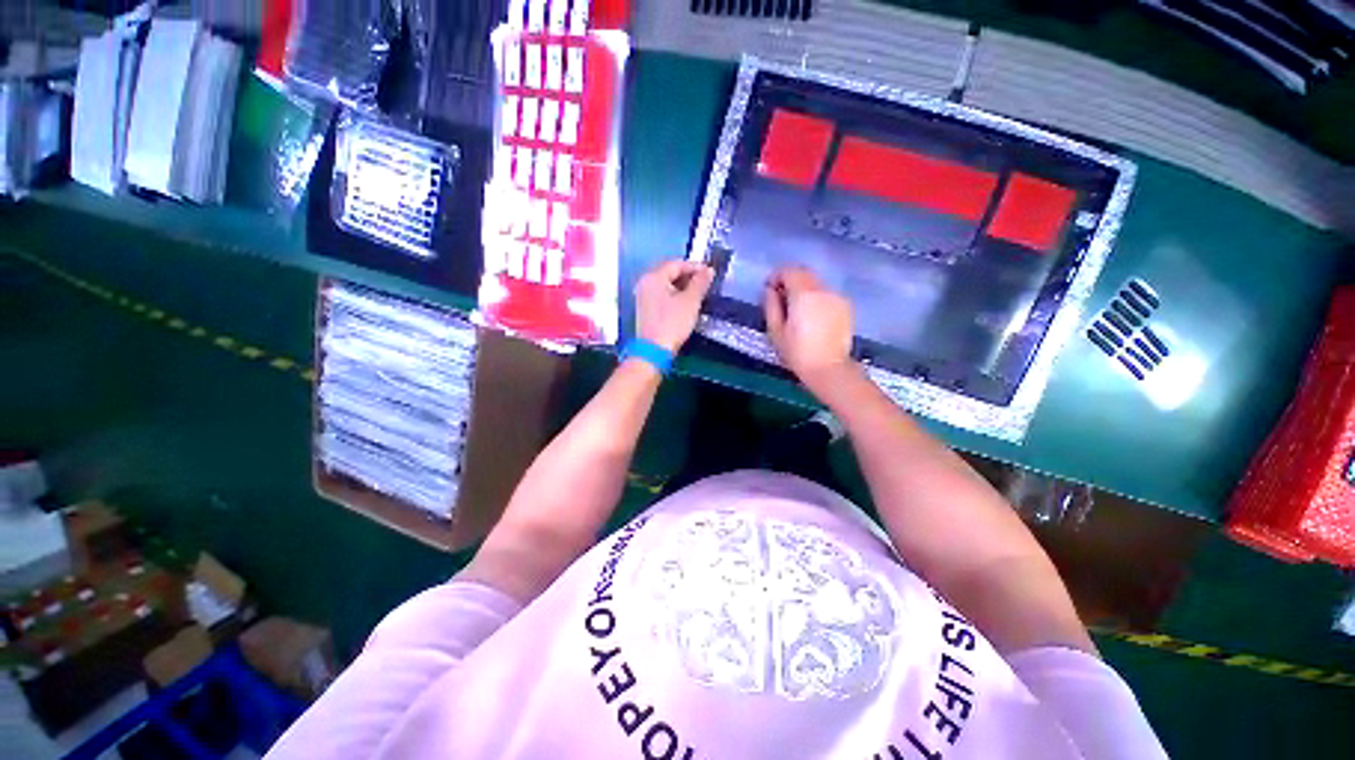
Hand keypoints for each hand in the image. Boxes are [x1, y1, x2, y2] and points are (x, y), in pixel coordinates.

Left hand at [635, 260, 714, 352]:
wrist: (654, 350)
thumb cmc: (672, 323)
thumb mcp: (690, 302)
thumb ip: (700, 283)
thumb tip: (708, 270)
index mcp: (654, 277)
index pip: (676, 263)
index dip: (695, 266)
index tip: (709, 273)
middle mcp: (645, 283)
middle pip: (669, 272)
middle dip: (688, 276)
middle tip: (704, 283)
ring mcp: (643, 296)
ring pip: (665, 284)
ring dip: (681, 286)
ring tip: (697, 294)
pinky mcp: (644, 309)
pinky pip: (661, 294)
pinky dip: (673, 295)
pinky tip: (684, 304)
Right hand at [763, 266, 854, 389]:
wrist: (829, 368)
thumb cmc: (798, 352)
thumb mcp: (776, 331)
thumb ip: (771, 306)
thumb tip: (770, 291)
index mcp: (804, 294)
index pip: (789, 271)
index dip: (776, 276)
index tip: (769, 288)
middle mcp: (823, 290)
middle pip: (804, 273)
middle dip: (790, 280)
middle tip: (780, 297)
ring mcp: (837, 297)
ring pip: (817, 283)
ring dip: (804, 289)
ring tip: (796, 309)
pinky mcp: (846, 307)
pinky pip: (827, 294)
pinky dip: (817, 298)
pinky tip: (812, 316)